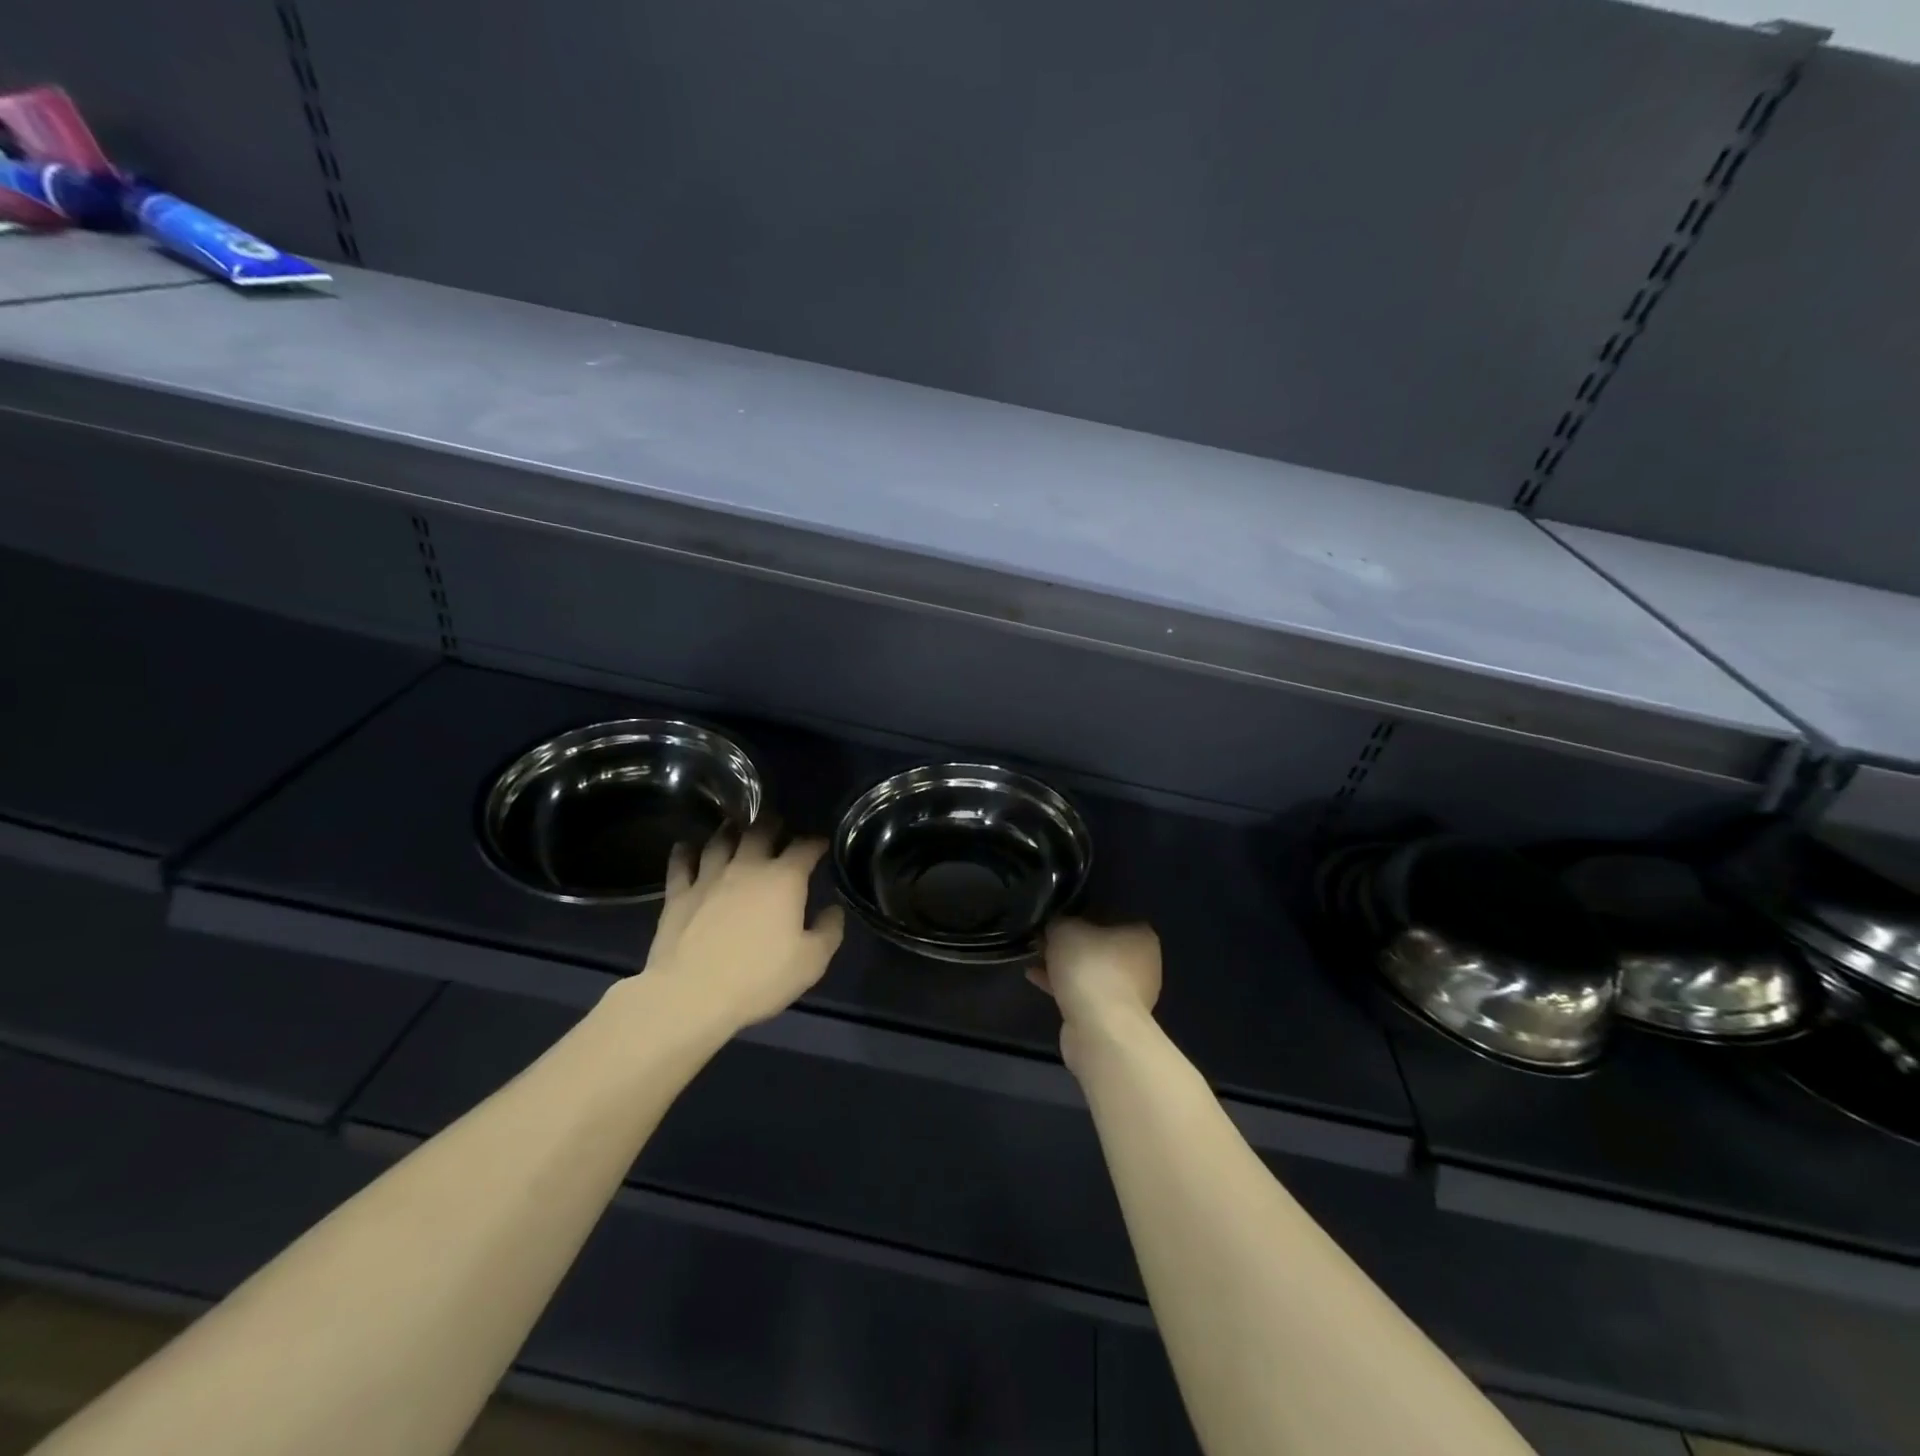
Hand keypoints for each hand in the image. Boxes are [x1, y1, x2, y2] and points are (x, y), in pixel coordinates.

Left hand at [639, 828, 844, 1031]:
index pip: (805, 847)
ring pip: (720, 840)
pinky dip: (685, 851)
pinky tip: (686, 847)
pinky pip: (681, 862)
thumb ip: (829, 931)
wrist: (691, 995)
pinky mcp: (679, 893)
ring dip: (731, 831)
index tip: (821, 844)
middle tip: (777, 826)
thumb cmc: (759, 978)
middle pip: (760, 831)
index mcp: (784, 879)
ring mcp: (709, 876)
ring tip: (735, 829)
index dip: (816, 842)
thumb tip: (833, 909)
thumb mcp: (811, 962)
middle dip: (772, 824)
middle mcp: (747, 867)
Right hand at [1027, 918, 1161, 1073]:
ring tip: (1034, 957)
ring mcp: (1129, 994)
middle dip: (1071, 943)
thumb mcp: (1065, 929)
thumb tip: (1055, 926)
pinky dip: (1062, 985)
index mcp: (1142, 936)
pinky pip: (1083, 992)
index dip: (1082, 914)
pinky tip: (1034, 977)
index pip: (1111, 916)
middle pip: (1100, 945)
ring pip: (1090, 971)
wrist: (1099, 1028)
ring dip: (1064, 966)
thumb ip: (1059, 921)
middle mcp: (1143, 964)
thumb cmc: (1089, 966)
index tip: (1059, 917)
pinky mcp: (1112, 1017)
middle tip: (1043, 937)